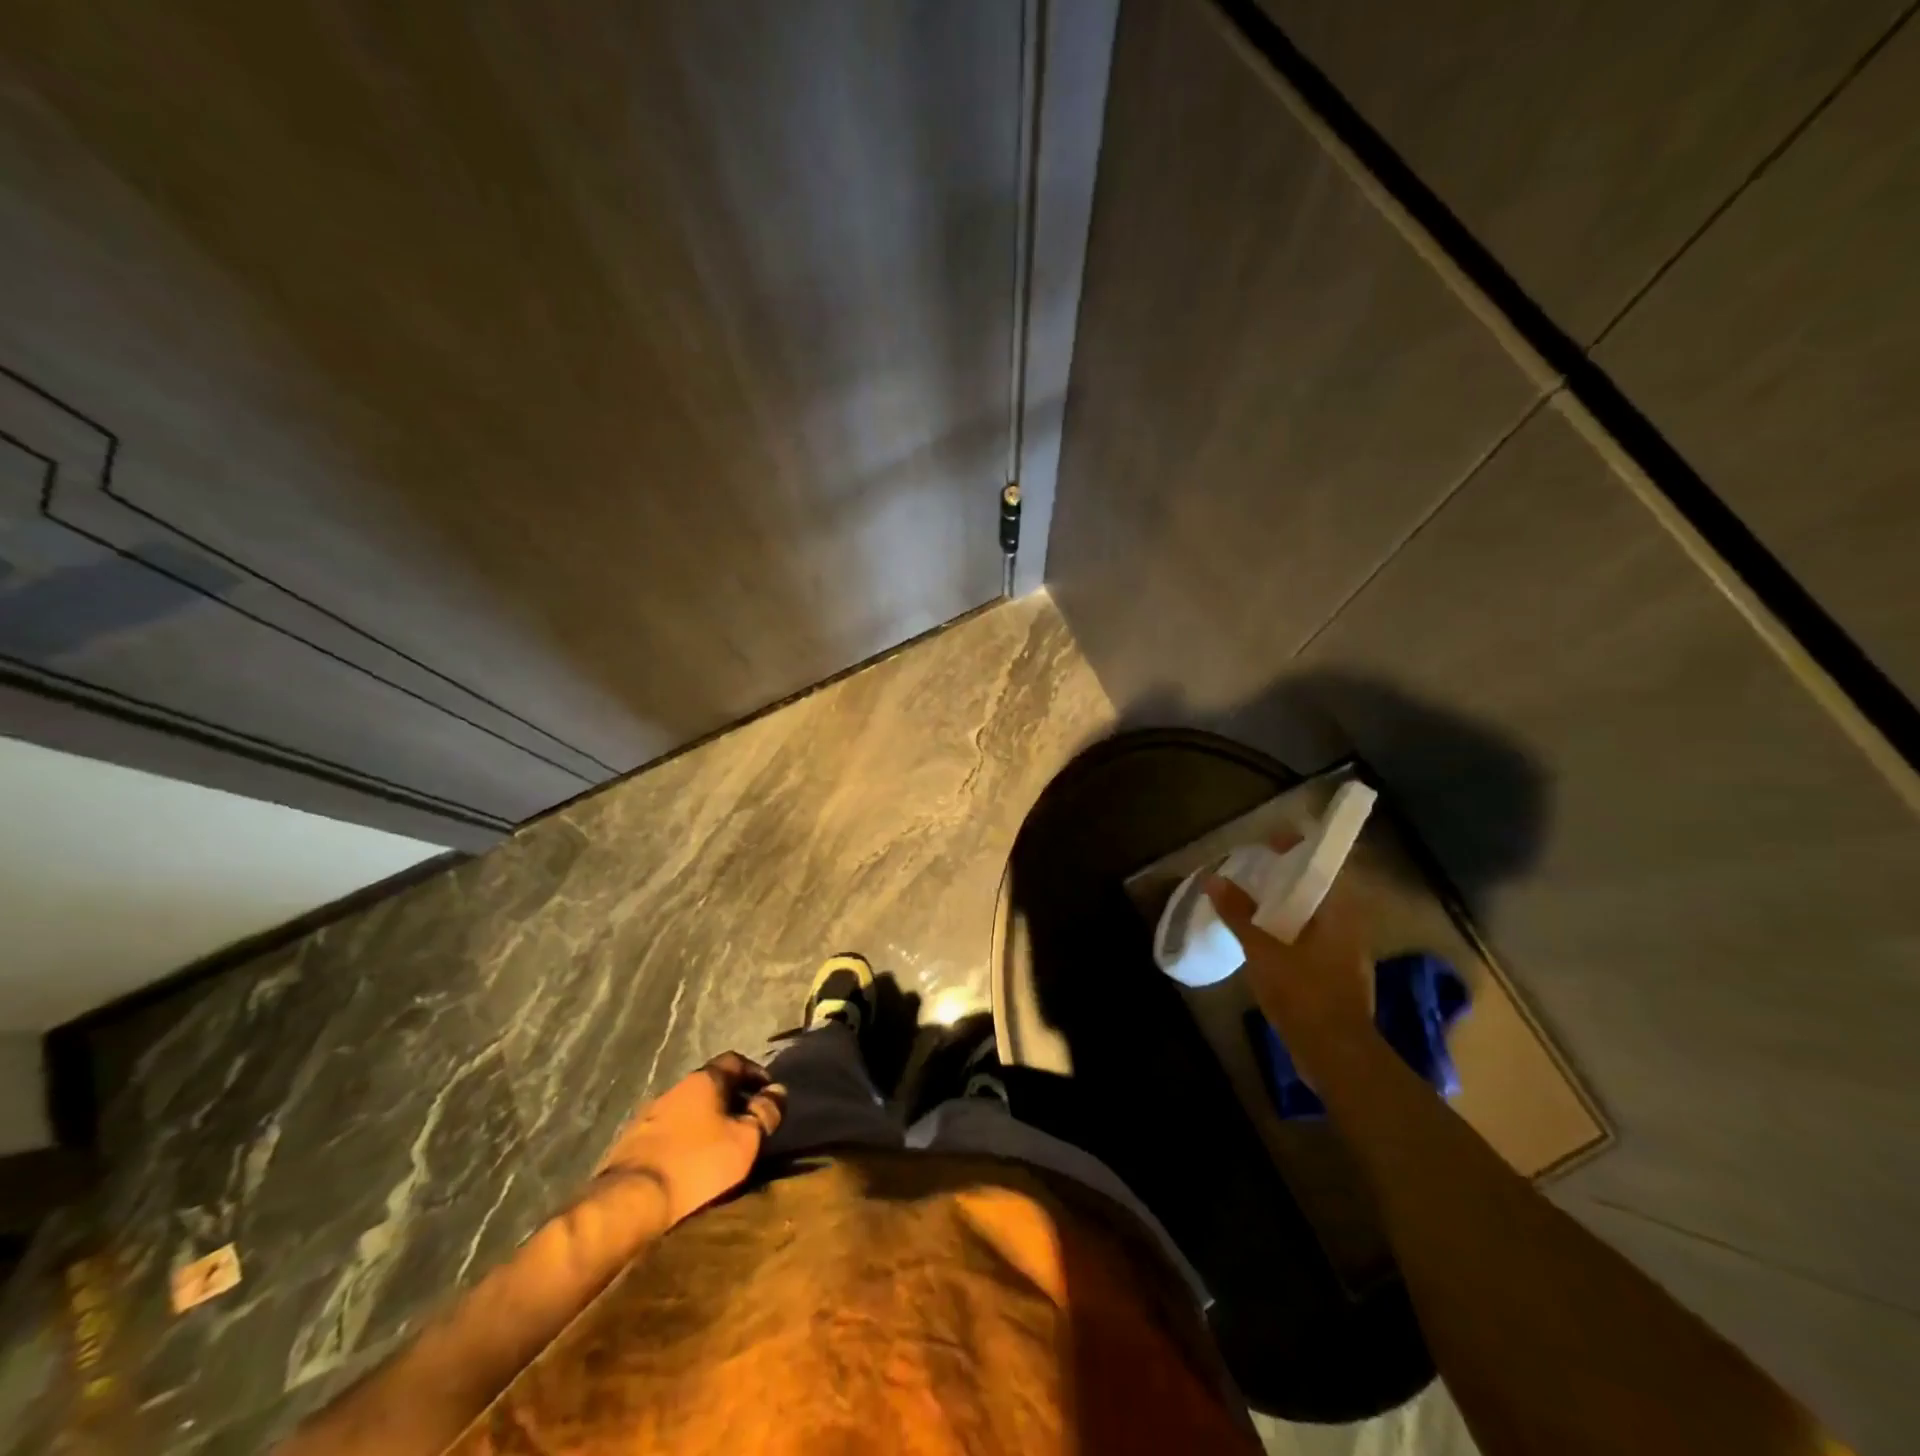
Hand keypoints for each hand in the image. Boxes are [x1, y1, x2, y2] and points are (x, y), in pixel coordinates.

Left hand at [596, 1053, 785, 1227]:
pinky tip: (689, 1162)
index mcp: (704, 1080)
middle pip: (710, 1085)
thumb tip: (778, 1091)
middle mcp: (675, 1088)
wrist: (630, 1202)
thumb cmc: (697, 1164)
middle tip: (747, 1122)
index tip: (768, 1094)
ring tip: (719, 1146)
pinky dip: (684, 1139)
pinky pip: (668, 1132)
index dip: (755, 1074)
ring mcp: (649, 1115)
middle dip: (731, 1099)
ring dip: (706, 1121)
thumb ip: (765, 1113)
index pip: (735, 1061)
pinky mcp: (632, 1143)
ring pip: (687, 1109)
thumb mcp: (745, 1140)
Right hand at [1204, 834, 1377, 1070]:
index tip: (1273, 840)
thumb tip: (1214, 879)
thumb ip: (1239, 914)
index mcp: (1340, 913)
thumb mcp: (1263, 950)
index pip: (1327, 865)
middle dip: (1291, 876)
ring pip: (1316, 916)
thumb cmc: (1304, 993)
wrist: (1336, 1055)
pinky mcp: (1337, 977)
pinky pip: (1312, 939)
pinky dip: (1290, 931)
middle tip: (1257, 869)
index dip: (1302, 848)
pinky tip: (1265, 939)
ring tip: (1254, 901)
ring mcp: (1346, 954)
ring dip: (1290, 905)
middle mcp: (1350, 927)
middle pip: (1321, 890)